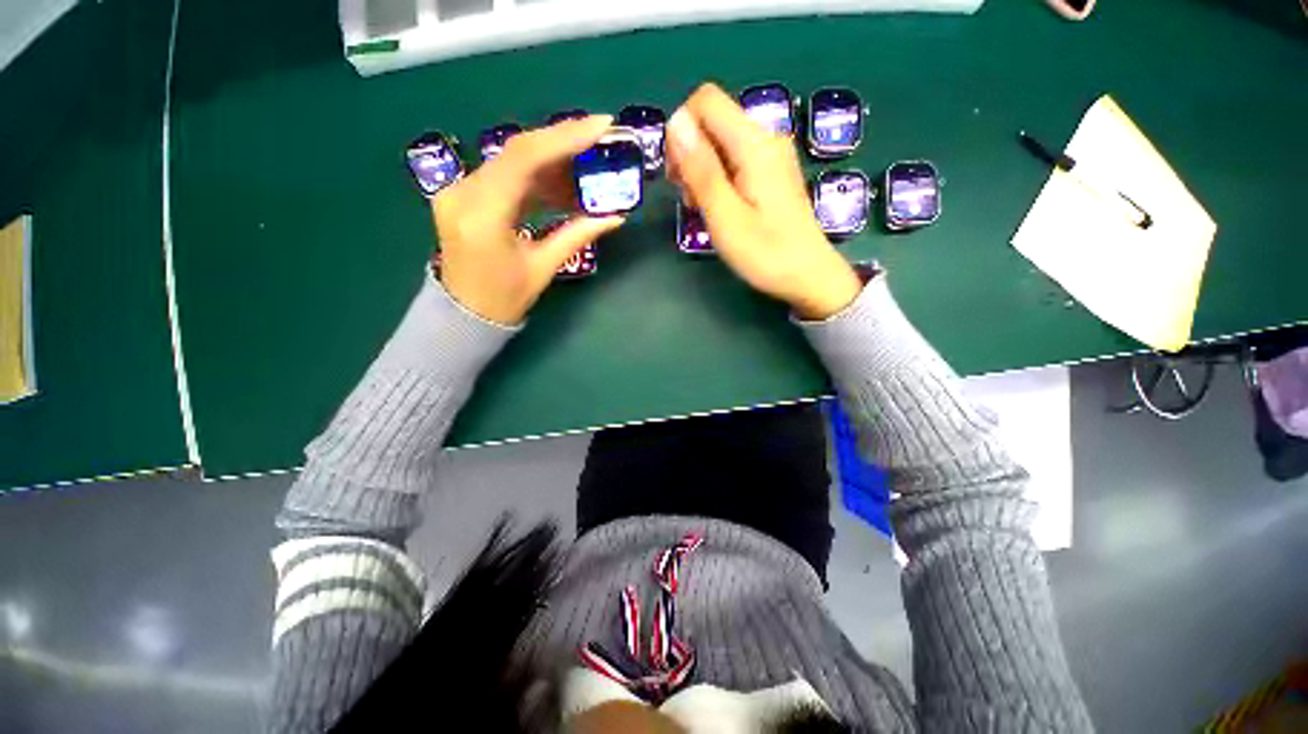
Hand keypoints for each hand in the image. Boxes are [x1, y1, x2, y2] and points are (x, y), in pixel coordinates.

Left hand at [432, 115, 624, 324]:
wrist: (463, 313)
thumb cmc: (504, 299)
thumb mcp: (544, 268)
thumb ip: (577, 236)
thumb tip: (616, 217)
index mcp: (484, 214)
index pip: (525, 158)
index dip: (565, 136)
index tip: (601, 125)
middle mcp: (464, 192)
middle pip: (518, 151)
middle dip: (563, 143)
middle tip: (599, 140)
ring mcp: (459, 190)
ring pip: (512, 161)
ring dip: (552, 163)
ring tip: (586, 171)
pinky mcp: (464, 195)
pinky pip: (505, 176)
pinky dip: (535, 179)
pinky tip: (560, 186)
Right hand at [665, 83, 861, 319]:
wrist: (808, 276)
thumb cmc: (765, 253)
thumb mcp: (725, 216)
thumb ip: (701, 169)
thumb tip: (676, 121)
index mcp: (754, 144)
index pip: (705, 101)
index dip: (681, 131)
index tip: (678, 175)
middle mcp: (764, 139)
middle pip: (712, 121)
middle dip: (690, 154)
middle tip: (690, 199)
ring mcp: (770, 156)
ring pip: (720, 142)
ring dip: (701, 170)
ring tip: (702, 209)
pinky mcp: (771, 173)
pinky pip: (734, 160)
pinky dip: (718, 178)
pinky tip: (719, 208)